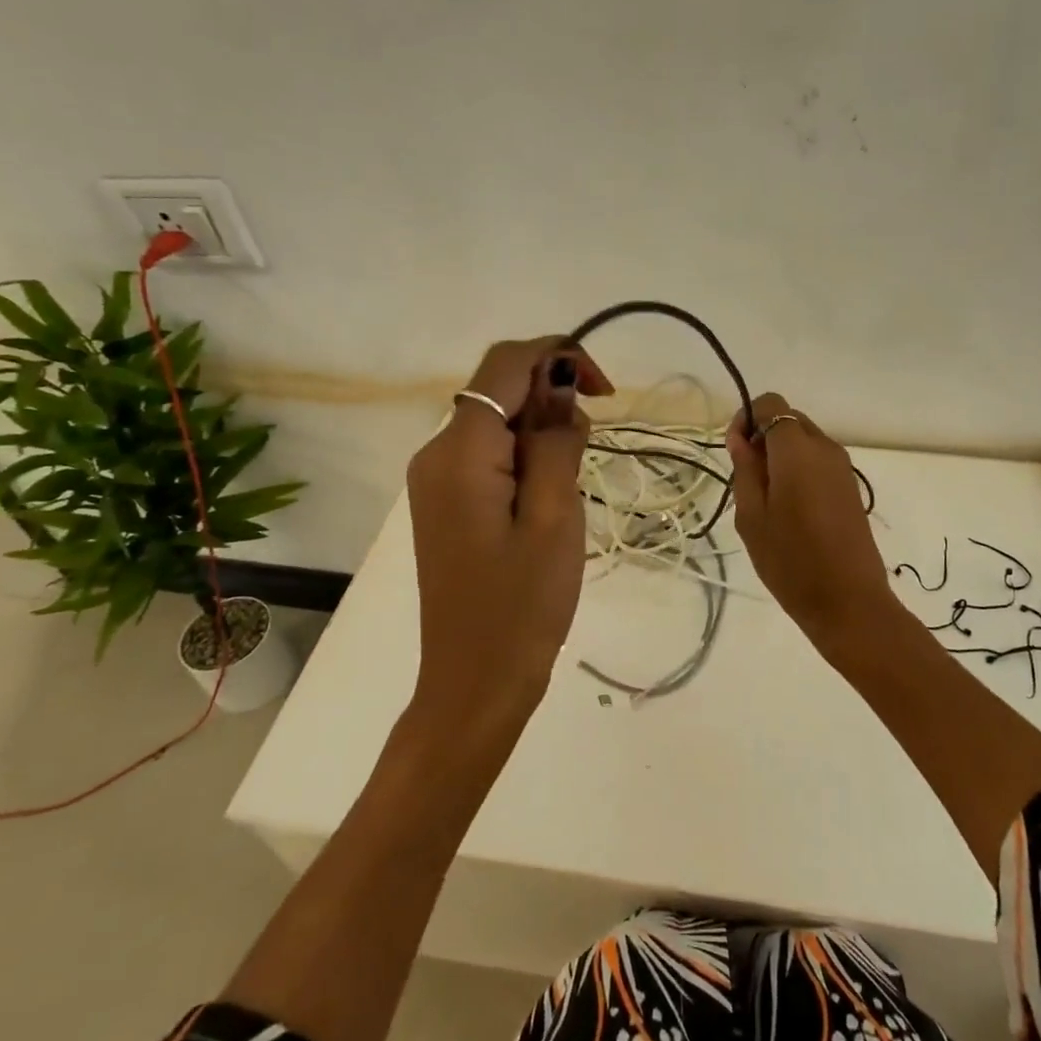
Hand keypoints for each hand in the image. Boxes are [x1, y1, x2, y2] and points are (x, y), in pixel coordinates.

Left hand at [406, 337, 612, 725]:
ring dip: (541, 428)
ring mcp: (435, 479)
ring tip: (573, 481)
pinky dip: (525, 453)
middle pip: (497, 389)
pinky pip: (488, 453)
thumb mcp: (554, 517)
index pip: (505, 364)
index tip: (605, 391)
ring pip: (495, 420)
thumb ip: (556, 441)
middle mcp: (436, 453)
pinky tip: (549, 493)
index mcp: (459, 452)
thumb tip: (559, 386)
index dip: (558, 355)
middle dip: (551, 395)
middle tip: (592, 447)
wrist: (474, 684)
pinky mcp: (445, 502)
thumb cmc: (522, 607)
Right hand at [726, 393, 901, 662]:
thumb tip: (741, 438)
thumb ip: (746, 469)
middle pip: (789, 419)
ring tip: (767, 499)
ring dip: (781, 455)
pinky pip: (818, 461)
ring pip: (805, 440)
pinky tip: (790, 509)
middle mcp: (825, 448)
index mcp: (797, 450)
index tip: (736, 452)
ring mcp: (843, 467)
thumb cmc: (791, 561)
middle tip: (747, 478)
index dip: (747, 418)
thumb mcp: (752, 516)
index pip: (771, 404)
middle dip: (764, 436)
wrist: (848, 602)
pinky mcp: (851, 487)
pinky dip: (799, 469)